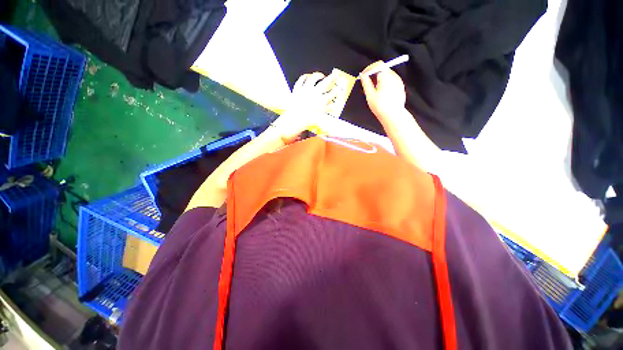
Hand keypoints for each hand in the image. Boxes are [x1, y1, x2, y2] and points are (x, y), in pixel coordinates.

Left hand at [274, 72, 338, 140]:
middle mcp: (314, 94)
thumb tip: (333, 106)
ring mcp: (305, 90)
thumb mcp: (319, 117)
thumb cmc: (306, 122)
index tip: (339, 88)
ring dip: (319, 75)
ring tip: (321, 75)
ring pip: (314, 78)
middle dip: (332, 77)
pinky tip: (308, 76)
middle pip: (326, 82)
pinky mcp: (297, 89)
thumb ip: (326, 110)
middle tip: (335, 75)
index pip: (332, 94)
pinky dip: (306, 76)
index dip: (337, 90)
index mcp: (321, 102)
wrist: (292, 122)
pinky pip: (302, 79)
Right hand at [360, 61, 406, 121]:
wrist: (393, 116)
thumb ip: (366, 83)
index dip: (369, 68)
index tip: (363, 75)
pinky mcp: (400, 87)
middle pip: (383, 69)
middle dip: (374, 74)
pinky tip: (382, 94)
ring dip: (379, 79)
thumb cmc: (380, 106)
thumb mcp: (370, 95)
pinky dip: (385, 83)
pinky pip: (391, 81)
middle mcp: (394, 76)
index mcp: (386, 76)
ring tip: (374, 90)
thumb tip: (363, 75)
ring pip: (387, 75)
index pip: (378, 65)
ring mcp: (399, 81)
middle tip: (367, 83)